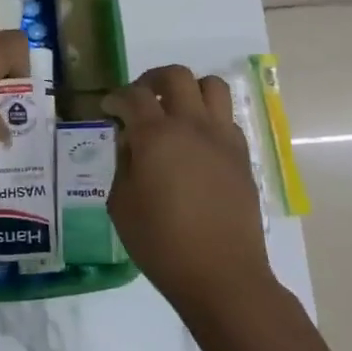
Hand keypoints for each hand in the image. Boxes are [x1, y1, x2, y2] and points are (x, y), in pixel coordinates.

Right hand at [103, 65, 275, 322]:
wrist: (221, 274)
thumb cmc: (161, 243)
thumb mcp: (122, 204)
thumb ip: (123, 164)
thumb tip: (131, 141)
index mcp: (156, 135)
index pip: (133, 96)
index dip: (116, 97)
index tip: (109, 108)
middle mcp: (192, 125)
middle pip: (175, 76)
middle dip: (152, 79)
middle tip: (140, 98)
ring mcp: (222, 137)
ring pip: (211, 85)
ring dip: (189, 89)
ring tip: (175, 110)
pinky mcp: (242, 155)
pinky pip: (226, 118)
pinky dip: (208, 117)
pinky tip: (196, 142)